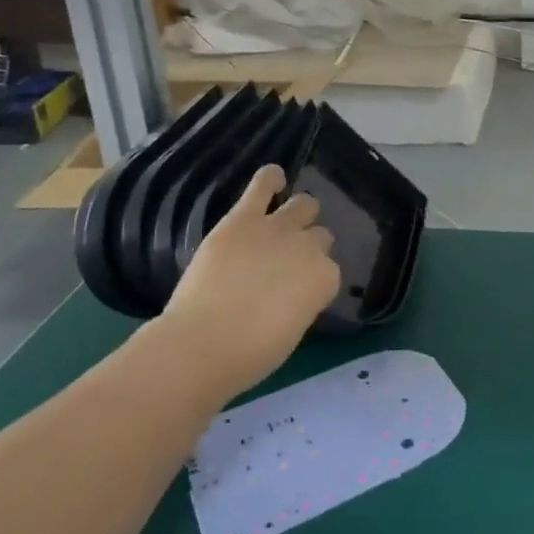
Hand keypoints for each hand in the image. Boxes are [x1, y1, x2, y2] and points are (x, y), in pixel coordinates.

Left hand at [157, 165, 340, 396]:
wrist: (203, 343)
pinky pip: (262, 185)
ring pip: (303, 204)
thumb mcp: (291, 331)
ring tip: (284, 220)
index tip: (298, 293)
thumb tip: (291, 294)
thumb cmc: (250, 354)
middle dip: (308, 246)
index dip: (314, 280)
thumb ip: (300, 303)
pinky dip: (269, 178)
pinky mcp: (243, 218)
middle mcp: (309, 247)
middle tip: (286, 263)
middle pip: (320, 236)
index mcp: (326, 279)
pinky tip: (272, 179)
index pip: (329, 271)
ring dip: (297, 212)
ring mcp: (277, 229)